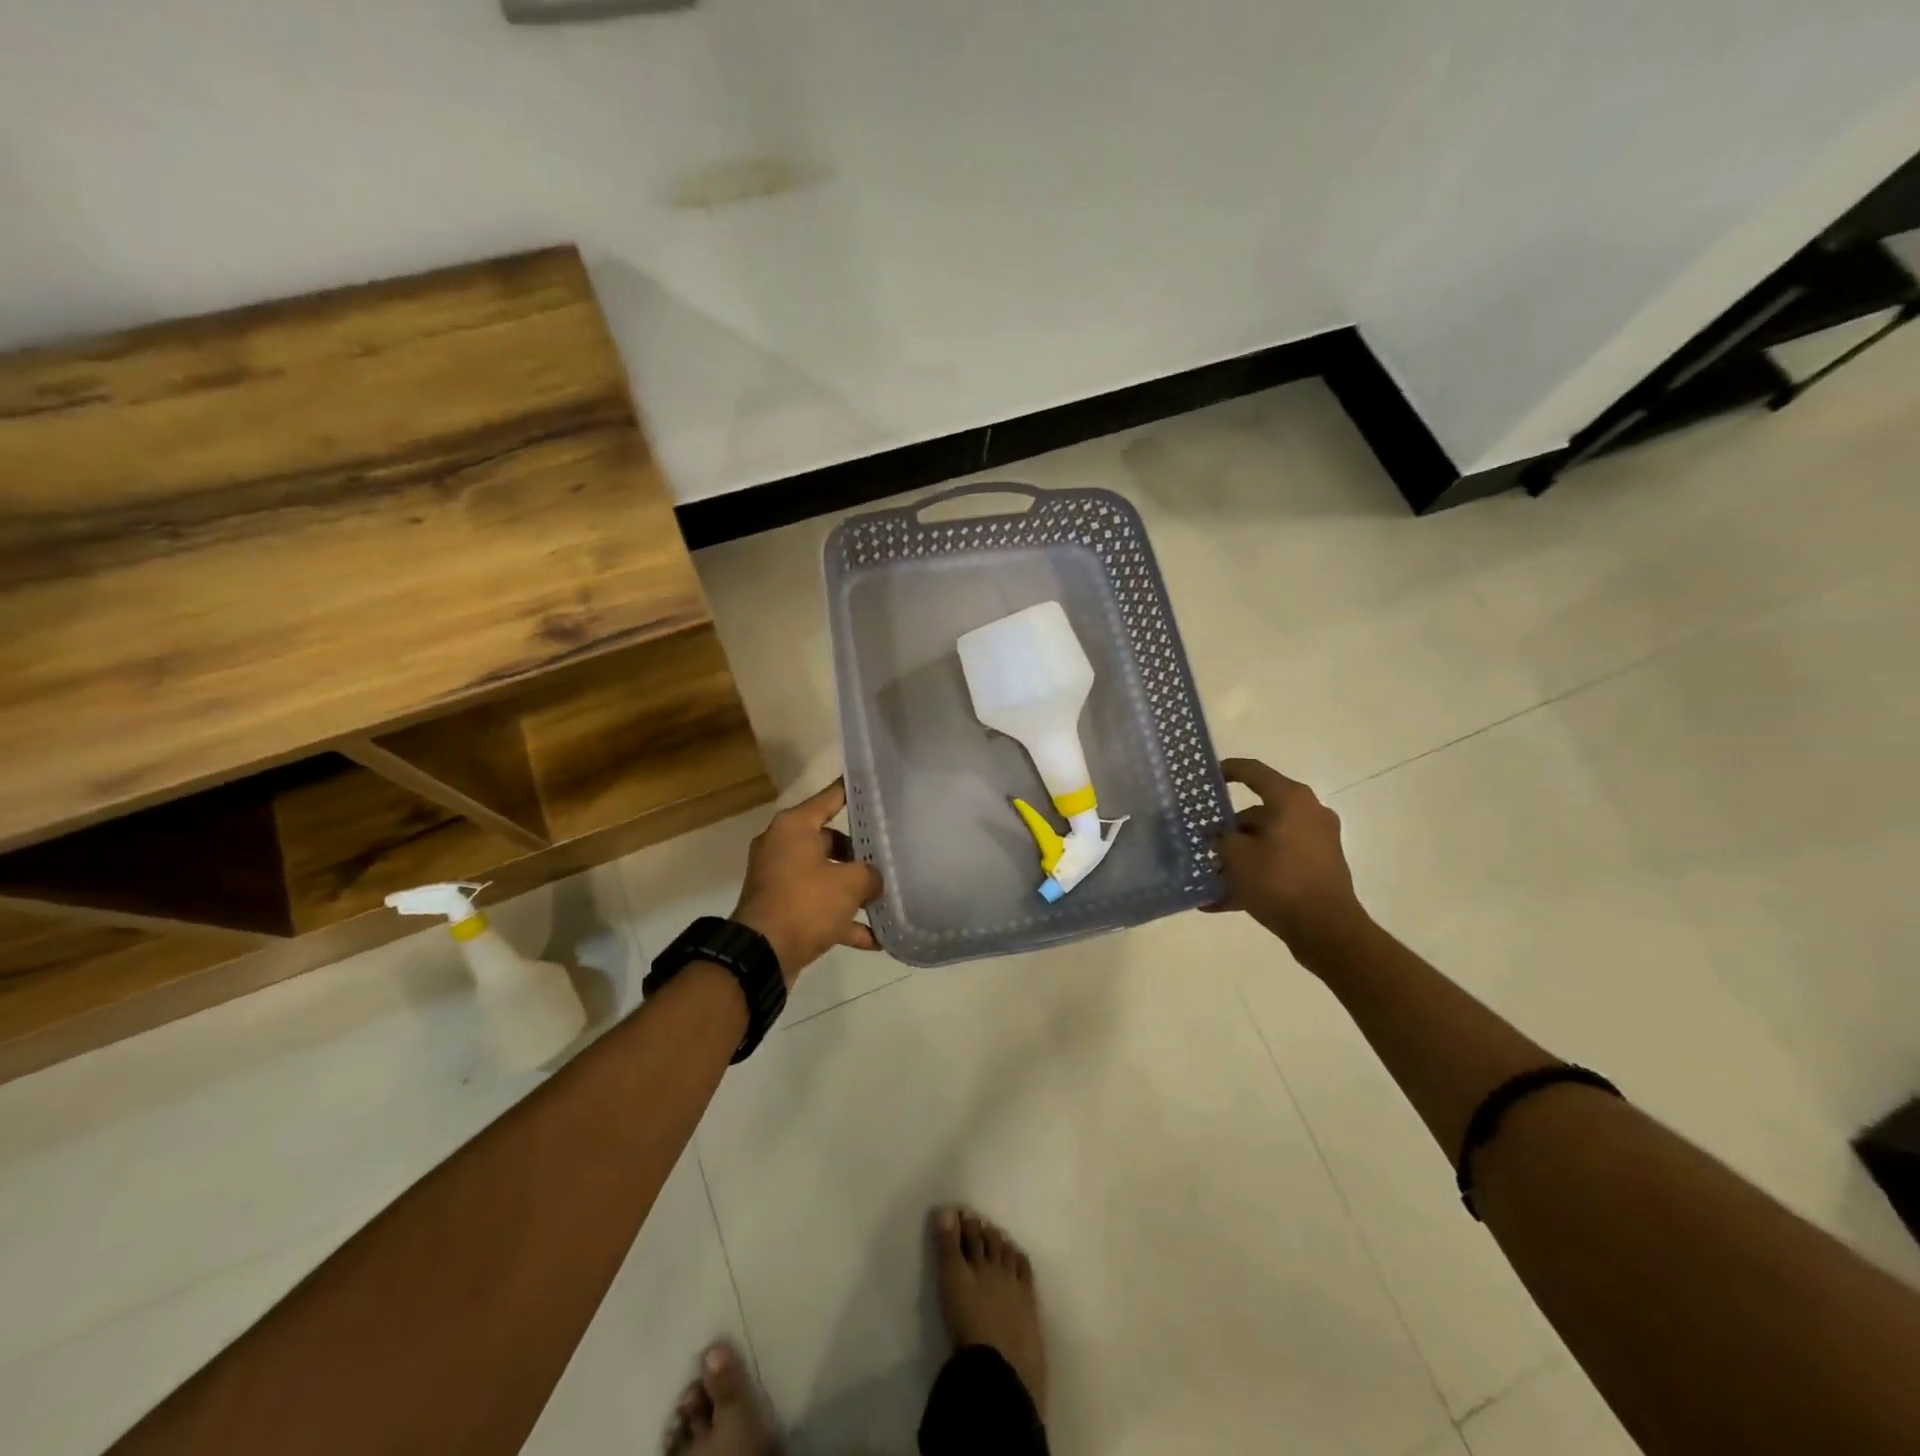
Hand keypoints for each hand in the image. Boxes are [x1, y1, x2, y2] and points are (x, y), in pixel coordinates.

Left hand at [732, 779, 883, 986]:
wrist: (761, 956)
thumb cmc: (805, 904)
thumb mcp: (850, 884)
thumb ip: (870, 874)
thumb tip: (873, 880)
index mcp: (794, 827)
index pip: (830, 798)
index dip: (855, 792)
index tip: (877, 787)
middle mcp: (783, 846)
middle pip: (830, 840)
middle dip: (860, 853)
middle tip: (890, 857)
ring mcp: (780, 879)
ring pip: (825, 876)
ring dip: (853, 890)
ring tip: (886, 898)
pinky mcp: (781, 909)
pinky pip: (818, 907)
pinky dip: (842, 920)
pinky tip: (875, 939)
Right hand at [1206, 758, 1370, 964]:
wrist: (1326, 930)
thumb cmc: (1278, 881)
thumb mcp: (1236, 856)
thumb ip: (1222, 838)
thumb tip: (1221, 835)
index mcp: (1291, 800)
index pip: (1254, 772)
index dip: (1229, 770)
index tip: (1209, 774)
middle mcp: (1309, 814)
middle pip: (1259, 812)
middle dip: (1229, 829)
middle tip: (1204, 841)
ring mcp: (1317, 843)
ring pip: (1267, 841)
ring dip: (1239, 856)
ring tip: (1210, 876)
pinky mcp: (1319, 869)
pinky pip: (1278, 864)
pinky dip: (1254, 875)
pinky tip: (1222, 901)